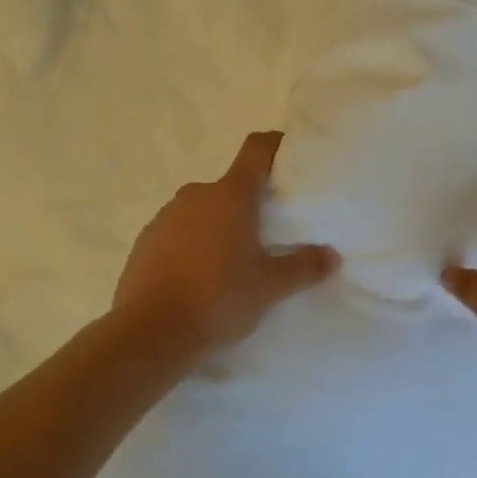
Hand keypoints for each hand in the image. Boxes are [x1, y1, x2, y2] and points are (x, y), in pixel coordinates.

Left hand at [114, 131, 338, 356]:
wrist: (151, 332)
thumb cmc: (219, 298)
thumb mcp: (270, 287)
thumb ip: (303, 267)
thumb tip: (331, 256)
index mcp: (230, 195)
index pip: (255, 150)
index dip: (273, 145)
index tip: (287, 152)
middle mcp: (196, 195)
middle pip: (229, 187)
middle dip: (247, 204)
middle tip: (266, 233)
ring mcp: (165, 217)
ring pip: (201, 211)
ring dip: (217, 226)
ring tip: (230, 262)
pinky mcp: (145, 241)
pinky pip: (177, 233)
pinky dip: (190, 245)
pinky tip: (197, 278)